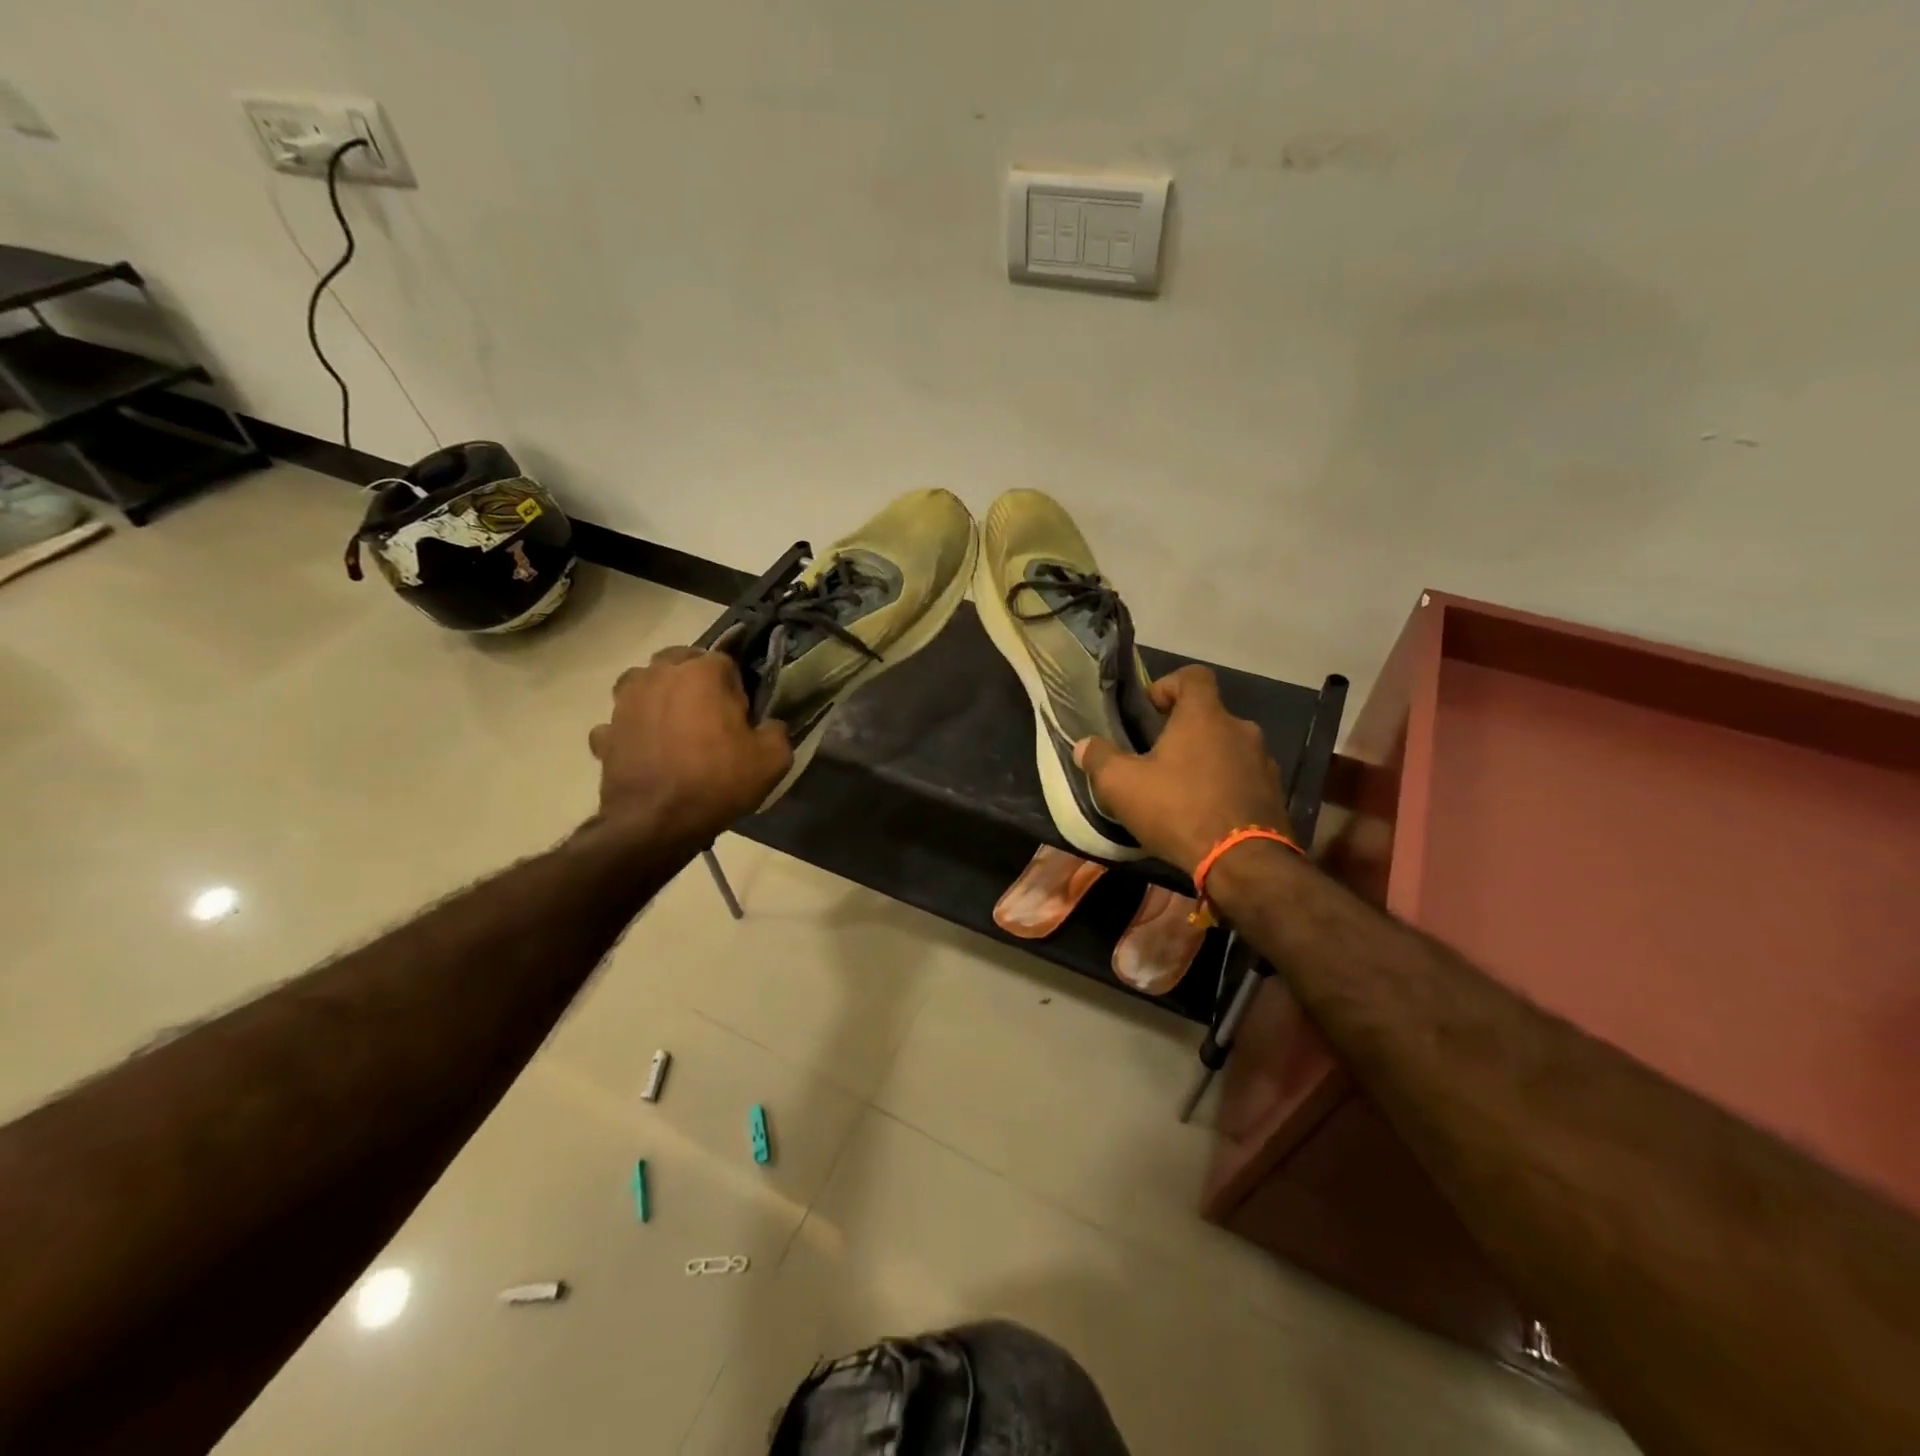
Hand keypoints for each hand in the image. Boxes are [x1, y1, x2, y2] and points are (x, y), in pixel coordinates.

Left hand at [588, 647, 791, 845]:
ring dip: (658, 696)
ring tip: (674, 725)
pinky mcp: (604, 732)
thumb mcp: (773, 760)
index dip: (737, 689)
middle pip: (680, 661)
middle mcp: (659, 675)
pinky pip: (621, 721)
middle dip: (695, 681)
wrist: (656, 823)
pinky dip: (632, 730)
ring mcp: (625, 702)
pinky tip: (645, 751)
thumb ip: (776, 731)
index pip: (726, 662)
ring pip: (643, 683)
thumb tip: (768, 726)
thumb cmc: (718, 782)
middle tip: (709, 715)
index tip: (741, 717)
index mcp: (702, 673)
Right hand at [1073, 666, 1291, 874]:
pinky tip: (1204, 815)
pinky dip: (1224, 787)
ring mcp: (1263, 762)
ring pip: (1227, 749)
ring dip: (1205, 761)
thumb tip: (1084, 746)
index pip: (1193, 676)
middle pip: (1208, 716)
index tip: (1150, 710)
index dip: (1169, 685)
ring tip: (1180, 791)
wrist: (1244, 863)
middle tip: (1156, 758)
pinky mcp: (1273, 794)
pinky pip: (1243, 778)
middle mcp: (1240, 729)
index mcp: (1204, 716)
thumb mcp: (1122, 786)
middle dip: (1182, 732)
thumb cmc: (1179, 810)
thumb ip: (1100, 759)